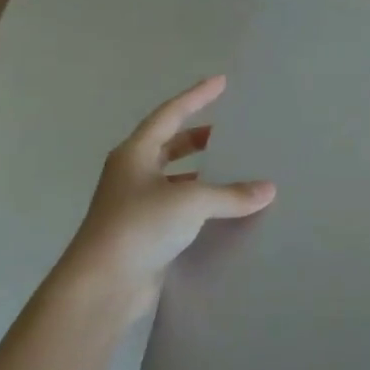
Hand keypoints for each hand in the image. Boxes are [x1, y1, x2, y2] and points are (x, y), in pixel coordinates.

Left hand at [62, 76, 275, 322]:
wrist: (101, 287)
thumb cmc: (139, 227)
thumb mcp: (190, 202)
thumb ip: (231, 194)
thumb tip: (268, 189)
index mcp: (135, 154)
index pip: (170, 114)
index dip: (196, 96)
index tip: (221, 82)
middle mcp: (132, 174)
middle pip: (170, 145)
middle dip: (199, 138)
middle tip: (230, 133)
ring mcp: (135, 206)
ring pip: (174, 179)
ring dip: (201, 174)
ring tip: (234, 170)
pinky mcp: (143, 234)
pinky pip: (177, 209)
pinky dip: (200, 205)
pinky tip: (224, 210)